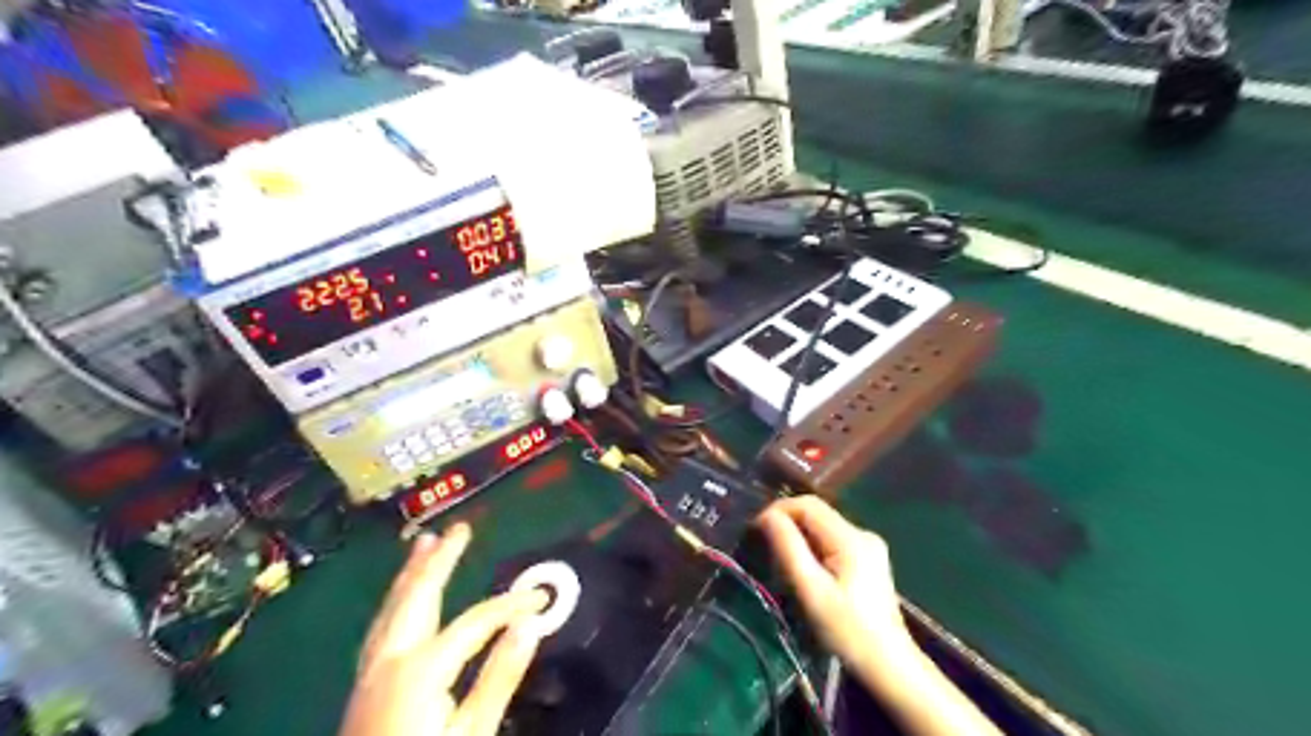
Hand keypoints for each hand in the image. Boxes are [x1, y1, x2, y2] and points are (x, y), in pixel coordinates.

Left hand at [342, 524, 548, 735]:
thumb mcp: (473, 735)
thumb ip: (499, 677)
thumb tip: (529, 626)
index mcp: (420, 669)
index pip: (473, 621)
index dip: (509, 606)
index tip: (539, 599)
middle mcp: (390, 659)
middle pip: (417, 597)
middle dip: (439, 561)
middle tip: (459, 529)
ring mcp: (371, 672)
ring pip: (392, 608)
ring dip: (411, 574)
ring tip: (423, 544)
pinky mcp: (365, 685)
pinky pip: (382, 626)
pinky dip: (397, 601)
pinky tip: (403, 600)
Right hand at [760, 496, 914, 663]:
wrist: (889, 665)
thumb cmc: (847, 631)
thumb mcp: (812, 591)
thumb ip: (789, 549)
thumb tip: (767, 516)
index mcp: (851, 538)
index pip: (808, 504)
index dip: (779, 510)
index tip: (756, 529)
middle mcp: (863, 533)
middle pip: (816, 513)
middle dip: (788, 523)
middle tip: (764, 547)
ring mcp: (869, 545)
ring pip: (823, 527)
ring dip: (799, 536)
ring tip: (781, 561)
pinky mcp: (868, 558)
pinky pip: (832, 540)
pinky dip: (813, 547)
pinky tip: (806, 570)